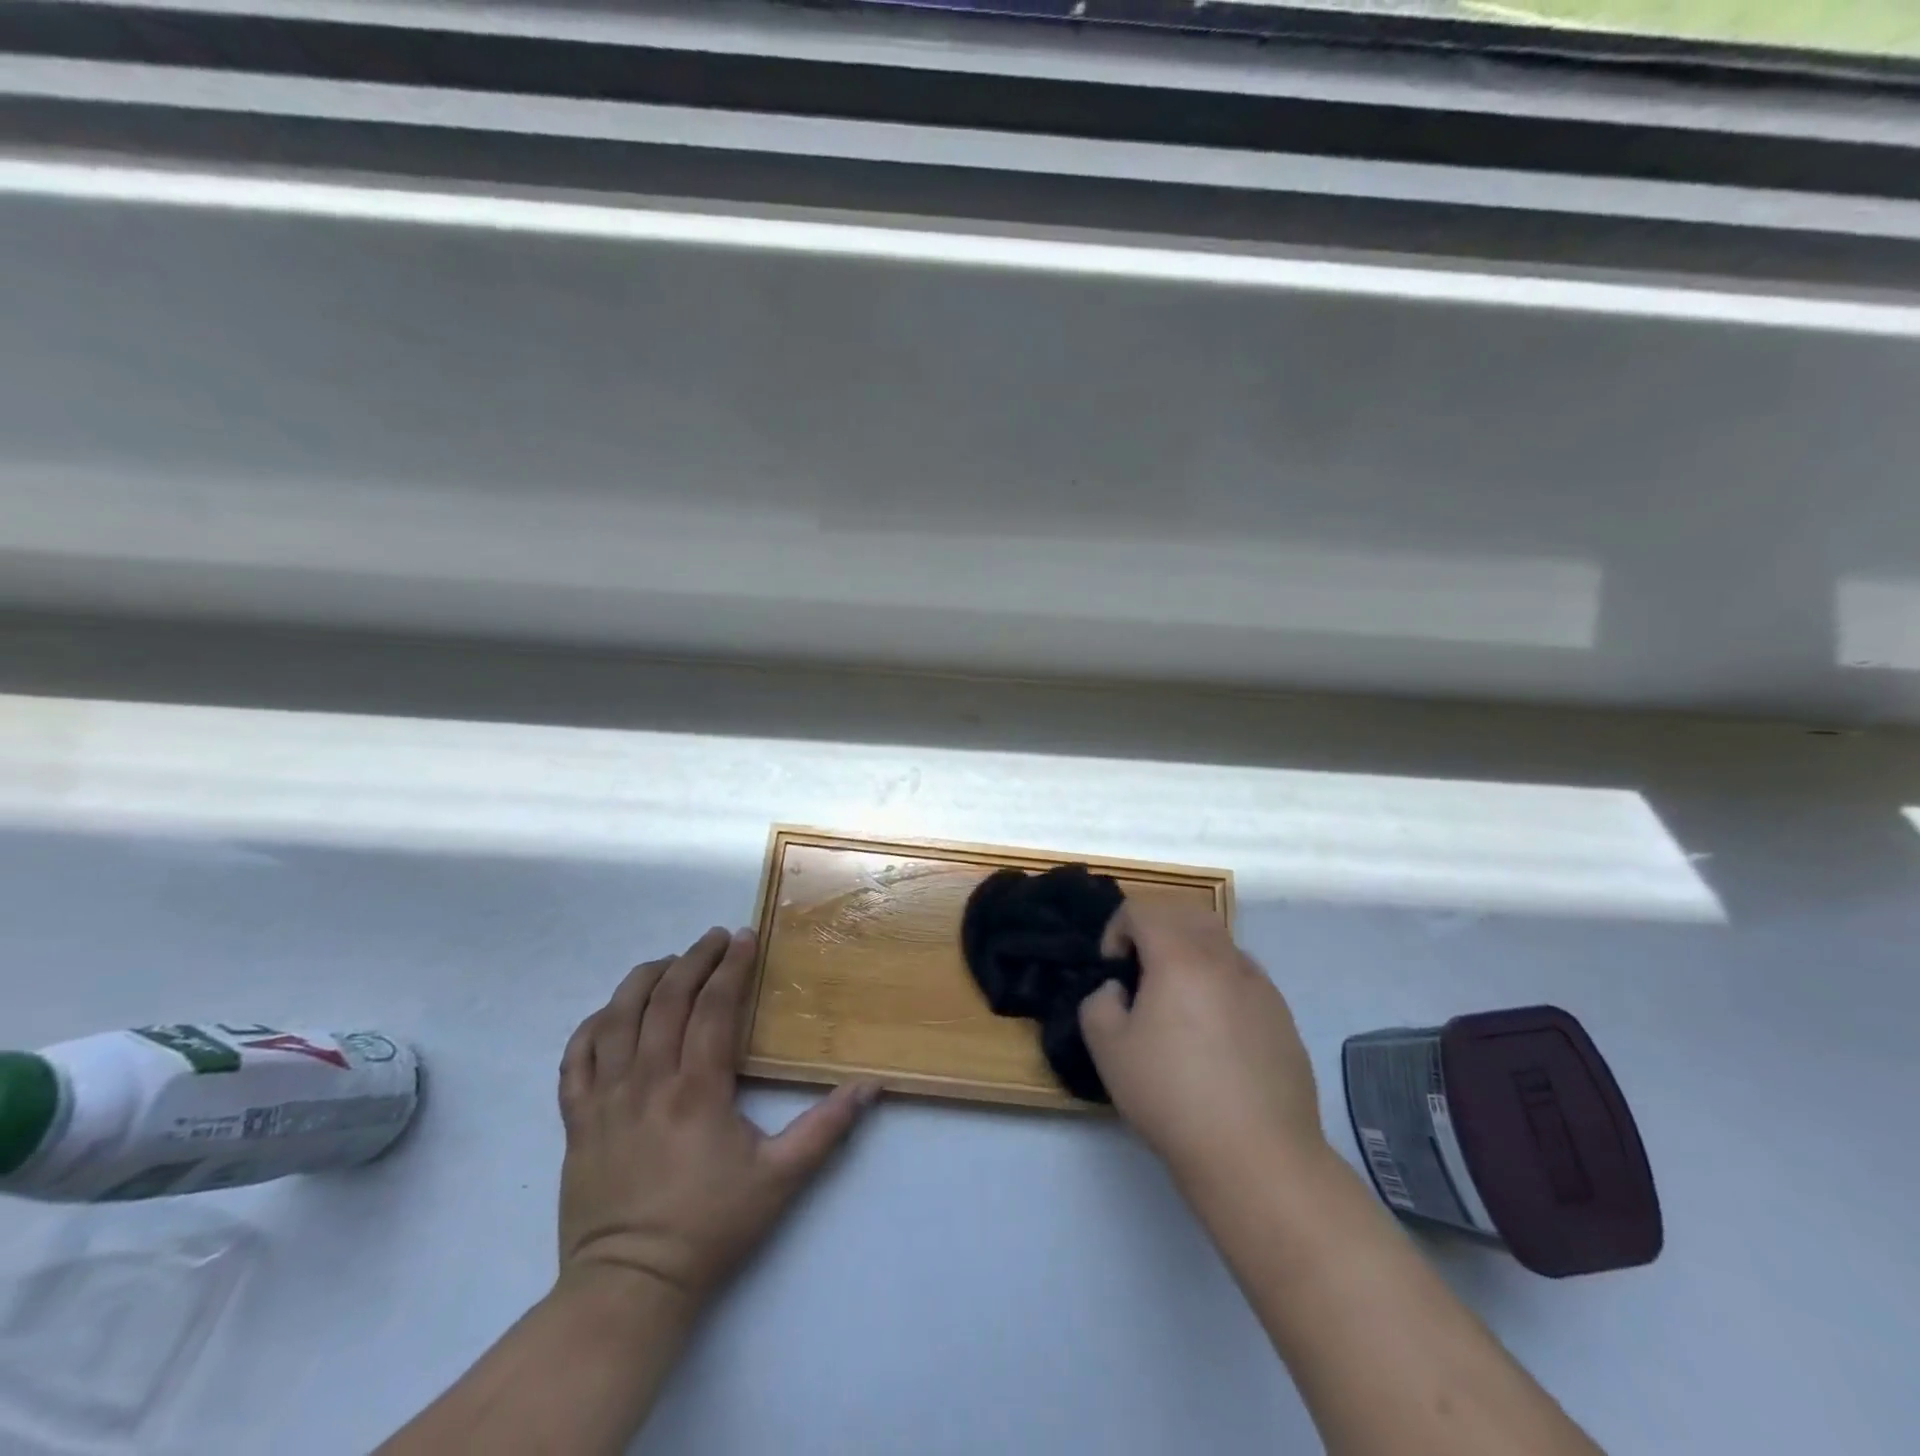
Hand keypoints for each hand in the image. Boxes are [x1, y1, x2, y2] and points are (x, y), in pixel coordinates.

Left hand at [556, 926, 877, 1314]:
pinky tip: (610, 1013)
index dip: (731, 967)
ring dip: (643, 980)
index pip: (714, 1007)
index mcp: (697, 1089)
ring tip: (667, 961)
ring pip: (617, 1018)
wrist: (629, 1287)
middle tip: (714, 938)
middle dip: (694, 959)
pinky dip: (591, 1026)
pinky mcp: (577, 1121)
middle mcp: (648, 1081)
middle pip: (667, 999)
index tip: (745, 937)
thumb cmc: (709, 1228)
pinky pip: (576, 1058)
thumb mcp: (780, 1180)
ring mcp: (605, 1099)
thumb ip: (826, 1128)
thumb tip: (870, 1086)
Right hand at [1079, 901, 1327, 1191]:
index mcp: (1180, 957)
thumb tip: (1118, 990)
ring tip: (1177, 999)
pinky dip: (1220, 981)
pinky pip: (1244, 977)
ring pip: (1220, 942)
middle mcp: (1224, 959)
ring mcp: (1260, 986)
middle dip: (1156, 928)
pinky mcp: (1282, 1016)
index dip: (1117, 929)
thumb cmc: (1173, 1096)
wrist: (1257, 1155)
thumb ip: (1099, 1003)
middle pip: (1186, 913)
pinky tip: (1213, 1031)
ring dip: (1191, 952)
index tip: (1112, 970)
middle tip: (1140, 969)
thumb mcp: (1108, 1051)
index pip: (1143, 910)